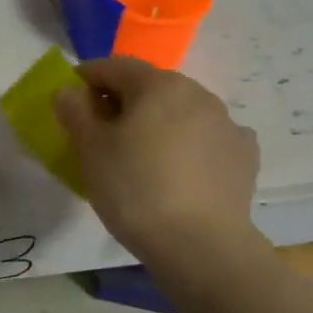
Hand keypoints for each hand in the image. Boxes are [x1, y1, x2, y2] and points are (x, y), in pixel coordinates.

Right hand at [54, 57, 261, 264]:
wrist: (201, 246)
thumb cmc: (135, 189)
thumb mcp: (90, 150)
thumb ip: (75, 113)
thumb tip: (68, 92)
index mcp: (158, 85)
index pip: (114, 66)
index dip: (87, 77)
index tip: (71, 98)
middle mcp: (198, 94)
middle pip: (150, 86)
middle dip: (123, 101)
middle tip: (101, 130)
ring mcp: (227, 124)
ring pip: (181, 111)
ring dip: (157, 122)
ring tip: (141, 154)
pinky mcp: (244, 156)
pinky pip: (207, 139)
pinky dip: (189, 144)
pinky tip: (180, 169)